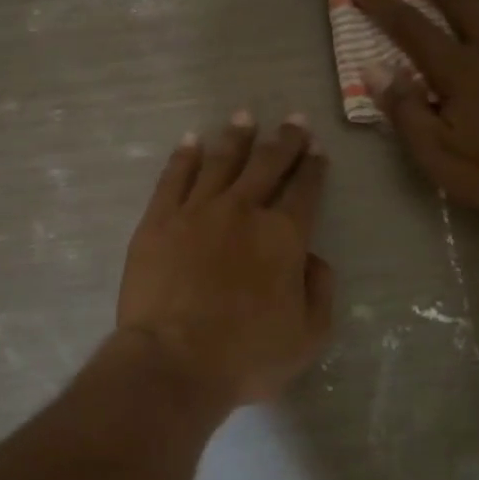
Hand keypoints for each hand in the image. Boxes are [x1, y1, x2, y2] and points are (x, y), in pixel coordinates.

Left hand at [117, 113, 333, 408]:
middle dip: (284, 140)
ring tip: (244, 117)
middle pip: (267, 165)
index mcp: (284, 237)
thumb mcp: (308, 335)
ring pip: (221, 161)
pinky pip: (173, 177)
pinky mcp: (158, 220)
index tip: (316, 149)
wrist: (174, 362)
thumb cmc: (246, 356)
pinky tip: (191, 140)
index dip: (313, 168)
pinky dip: (184, 155)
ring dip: (236, 137)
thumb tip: (313, 257)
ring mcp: (197, 211)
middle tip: (293, 120)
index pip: (305, 191)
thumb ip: (320, 290)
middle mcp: (243, 211)